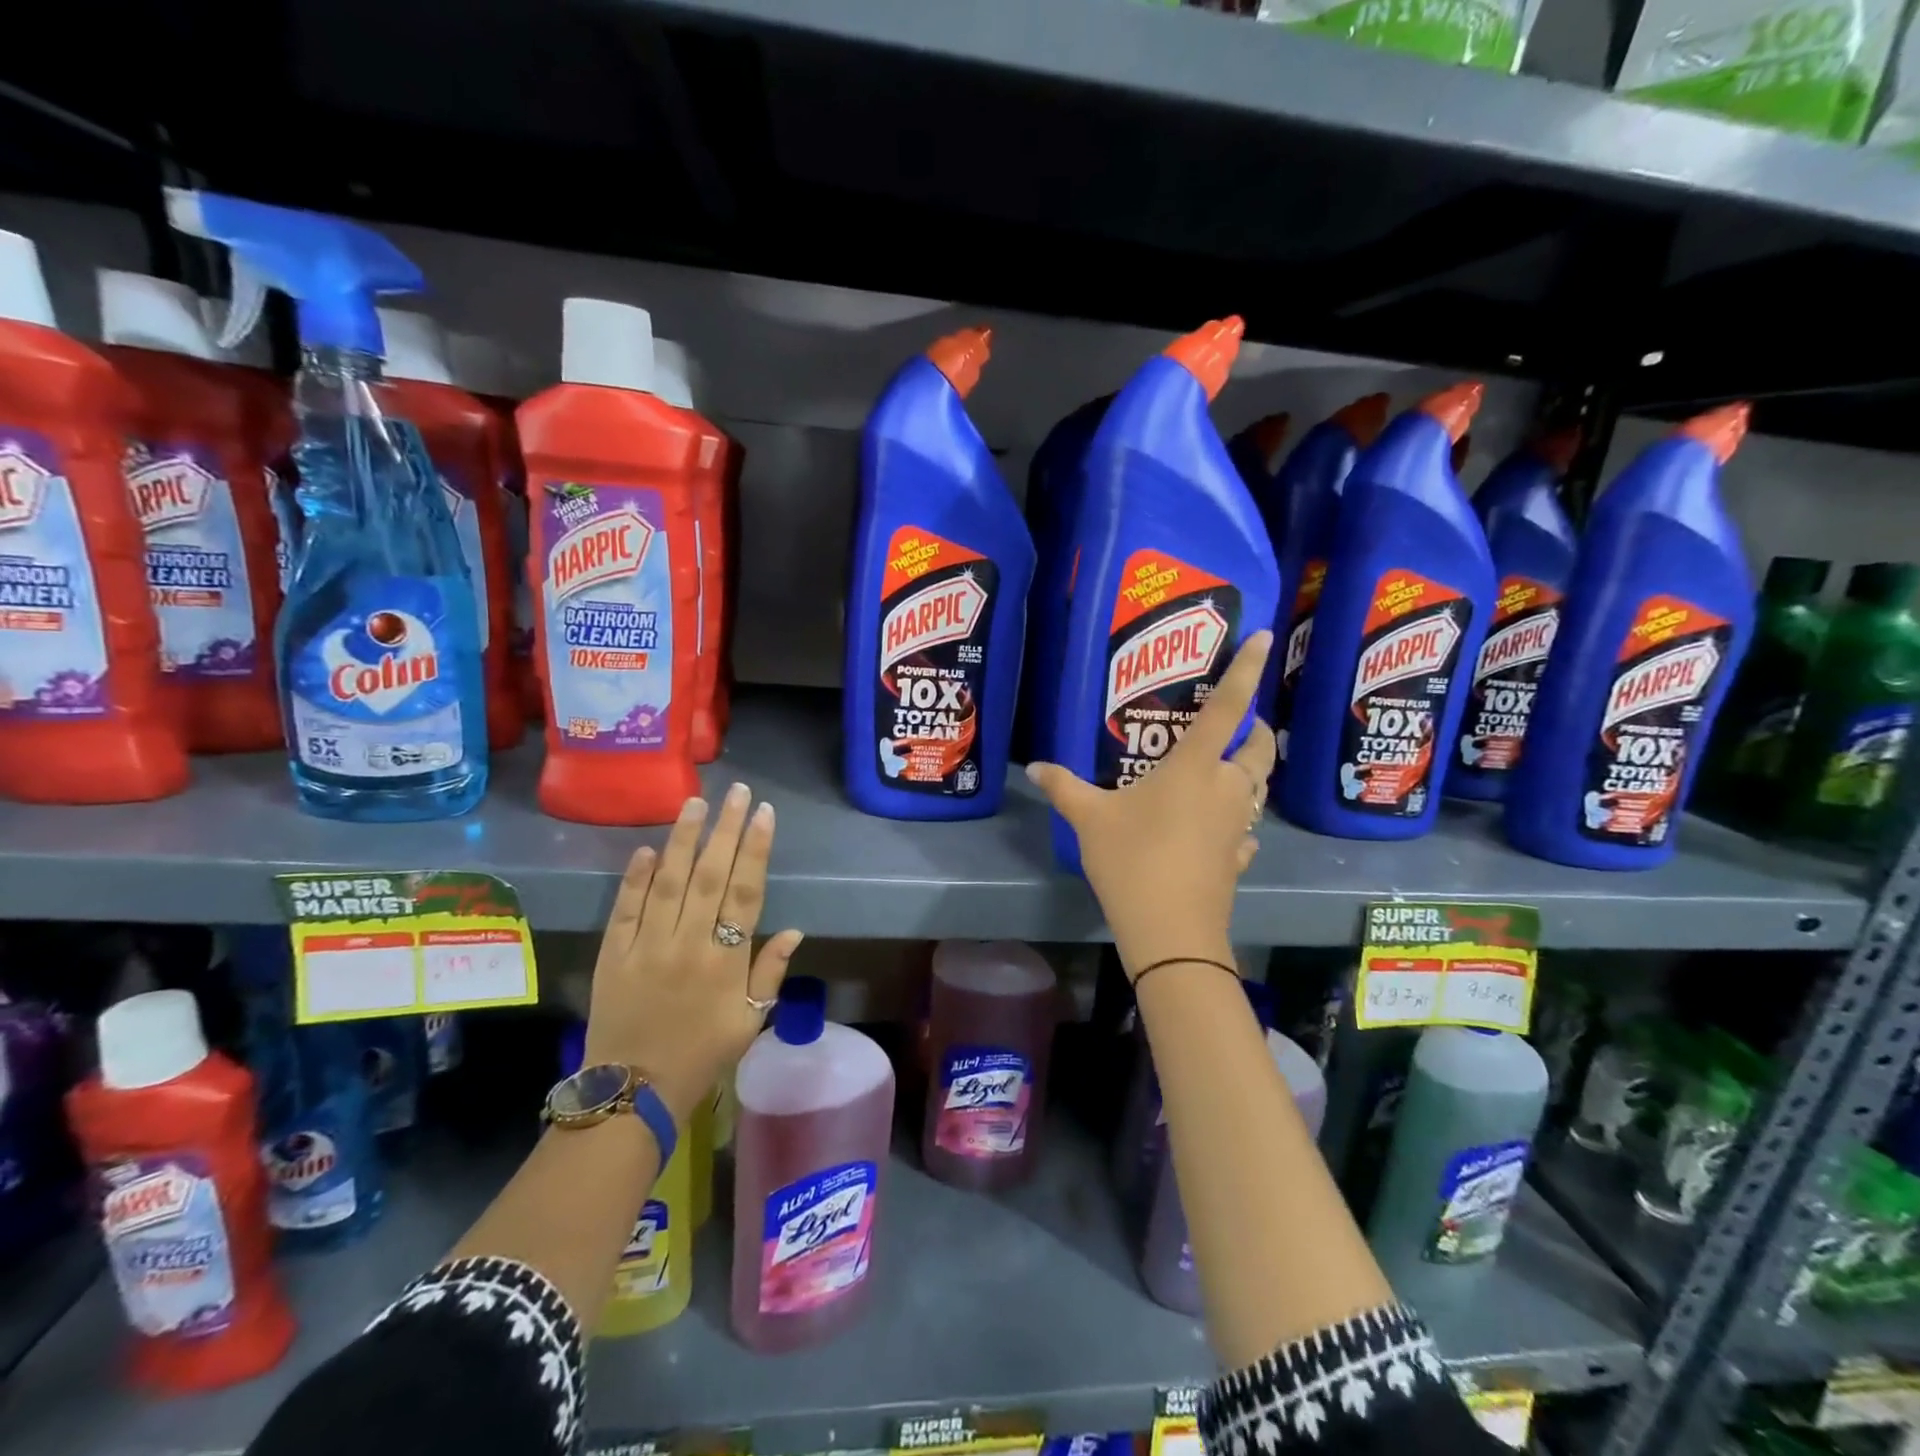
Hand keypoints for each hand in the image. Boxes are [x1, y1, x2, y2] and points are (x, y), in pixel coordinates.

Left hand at [585, 783, 803, 1123]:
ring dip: (684, 840)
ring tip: (696, 803)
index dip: (757, 849)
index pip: (746, 892)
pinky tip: (647, 848)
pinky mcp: (614, 953)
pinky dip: (635, 877)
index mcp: (726, 960)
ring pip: (668, 881)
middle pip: (711, 875)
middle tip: (737, 792)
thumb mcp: (750, 1020)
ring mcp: (647, 945)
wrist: (633, 1091)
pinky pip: (625, 908)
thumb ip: (770, 972)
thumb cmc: (702, 1055)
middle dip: (726, 829)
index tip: (764, 813)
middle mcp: (688, 943)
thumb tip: (794, 930)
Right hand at [1027, 632, 1275, 976]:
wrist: (1171, 930)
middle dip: (1256, 729)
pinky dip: (1238, 820)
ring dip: (1250, 771)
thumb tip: (1035, 766)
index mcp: (1196, 766)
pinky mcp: (1239, 856)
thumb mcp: (1089, 819)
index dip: (1247, 669)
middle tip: (1235, 724)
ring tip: (1225, 769)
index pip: (1229, 706)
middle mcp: (1227, 787)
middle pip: (1259, 747)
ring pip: (1259, 786)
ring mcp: (1238, 824)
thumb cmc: (1133, 859)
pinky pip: (1246, 828)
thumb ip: (1064, 787)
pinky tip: (1218, 829)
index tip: (1263, 636)